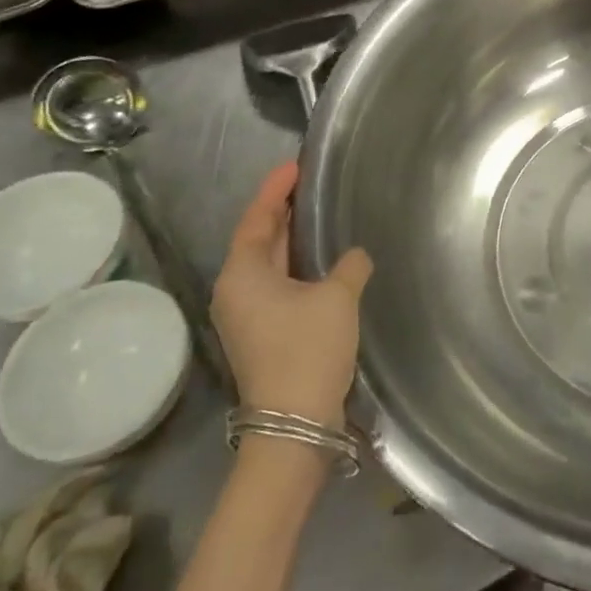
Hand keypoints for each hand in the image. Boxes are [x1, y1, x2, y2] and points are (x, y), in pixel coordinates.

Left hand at [212, 161, 372, 428]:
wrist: (295, 424)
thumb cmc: (308, 350)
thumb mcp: (337, 298)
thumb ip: (349, 266)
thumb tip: (355, 257)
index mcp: (242, 274)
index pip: (256, 219)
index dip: (275, 190)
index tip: (295, 165)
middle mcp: (235, 291)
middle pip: (258, 240)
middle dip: (282, 212)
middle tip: (309, 185)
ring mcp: (246, 316)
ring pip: (268, 265)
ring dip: (291, 241)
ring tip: (317, 216)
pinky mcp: (262, 335)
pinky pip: (277, 286)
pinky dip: (296, 267)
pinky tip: (322, 262)